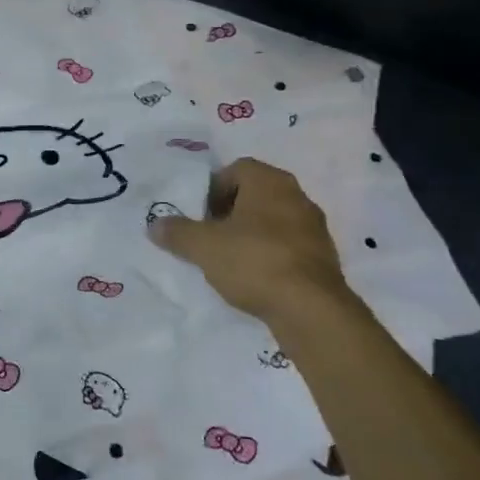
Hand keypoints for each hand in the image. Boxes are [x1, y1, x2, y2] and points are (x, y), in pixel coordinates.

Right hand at [149, 157, 350, 322]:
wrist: (311, 310)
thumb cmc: (253, 261)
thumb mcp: (203, 246)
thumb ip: (176, 232)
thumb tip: (155, 225)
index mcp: (270, 181)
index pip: (236, 169)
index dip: (212, 189)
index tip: (199, 215)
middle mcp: (297, 196)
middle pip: (254, 194)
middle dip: (229, 212)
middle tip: (209, 235)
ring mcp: (315, 228)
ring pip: (272, 221)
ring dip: (250, 234)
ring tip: (228, 259)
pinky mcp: (324, 258)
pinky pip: (287, 246)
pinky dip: (269, 255)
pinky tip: (254, 277)